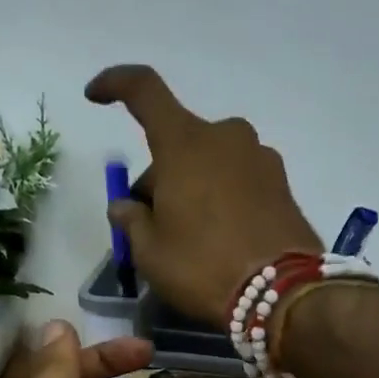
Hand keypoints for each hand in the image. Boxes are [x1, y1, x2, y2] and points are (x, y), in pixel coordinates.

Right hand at [86, 64, 321, 326]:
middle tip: (151, 226)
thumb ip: (131, 221)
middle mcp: (225, 136)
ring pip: (211, 162)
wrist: (282, 294)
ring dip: (193, 187)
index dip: (115, 84)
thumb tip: (125, 206)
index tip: (95, 95)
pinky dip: (223, 198)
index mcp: (185, 142)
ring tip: (191, 238)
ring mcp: (260, 158)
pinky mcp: (283, 184)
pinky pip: (239, 180)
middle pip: (179, 143)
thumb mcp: (151, 253)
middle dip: (160, 176)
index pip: (143, 90)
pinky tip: (222, 239)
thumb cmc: (203, 267)